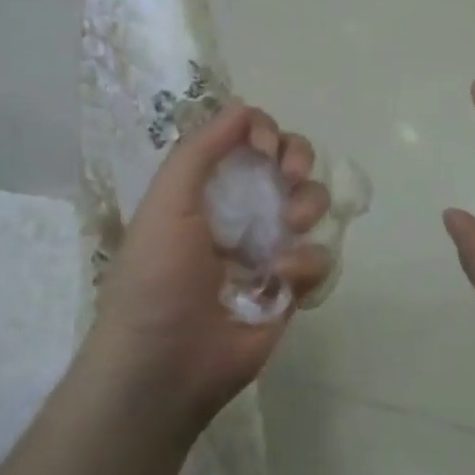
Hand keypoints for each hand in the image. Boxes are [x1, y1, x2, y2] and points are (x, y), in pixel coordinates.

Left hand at [84, 102, 330, 435]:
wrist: (165, 366)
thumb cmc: (156, 276)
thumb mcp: (166, 201)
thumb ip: (200, 150)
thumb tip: (243, 108)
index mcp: (207, 186)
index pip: (247, 139)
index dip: (263, 132)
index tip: (264, 148)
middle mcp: (240, 209)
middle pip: (287, 161)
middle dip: (297, 158)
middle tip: (290, 176)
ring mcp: (268, 246)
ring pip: (311, 201)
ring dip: (307, 203)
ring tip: (289, 227)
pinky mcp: (291, 287)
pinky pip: (318, 255)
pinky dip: (307, 261)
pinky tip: (282, 279)